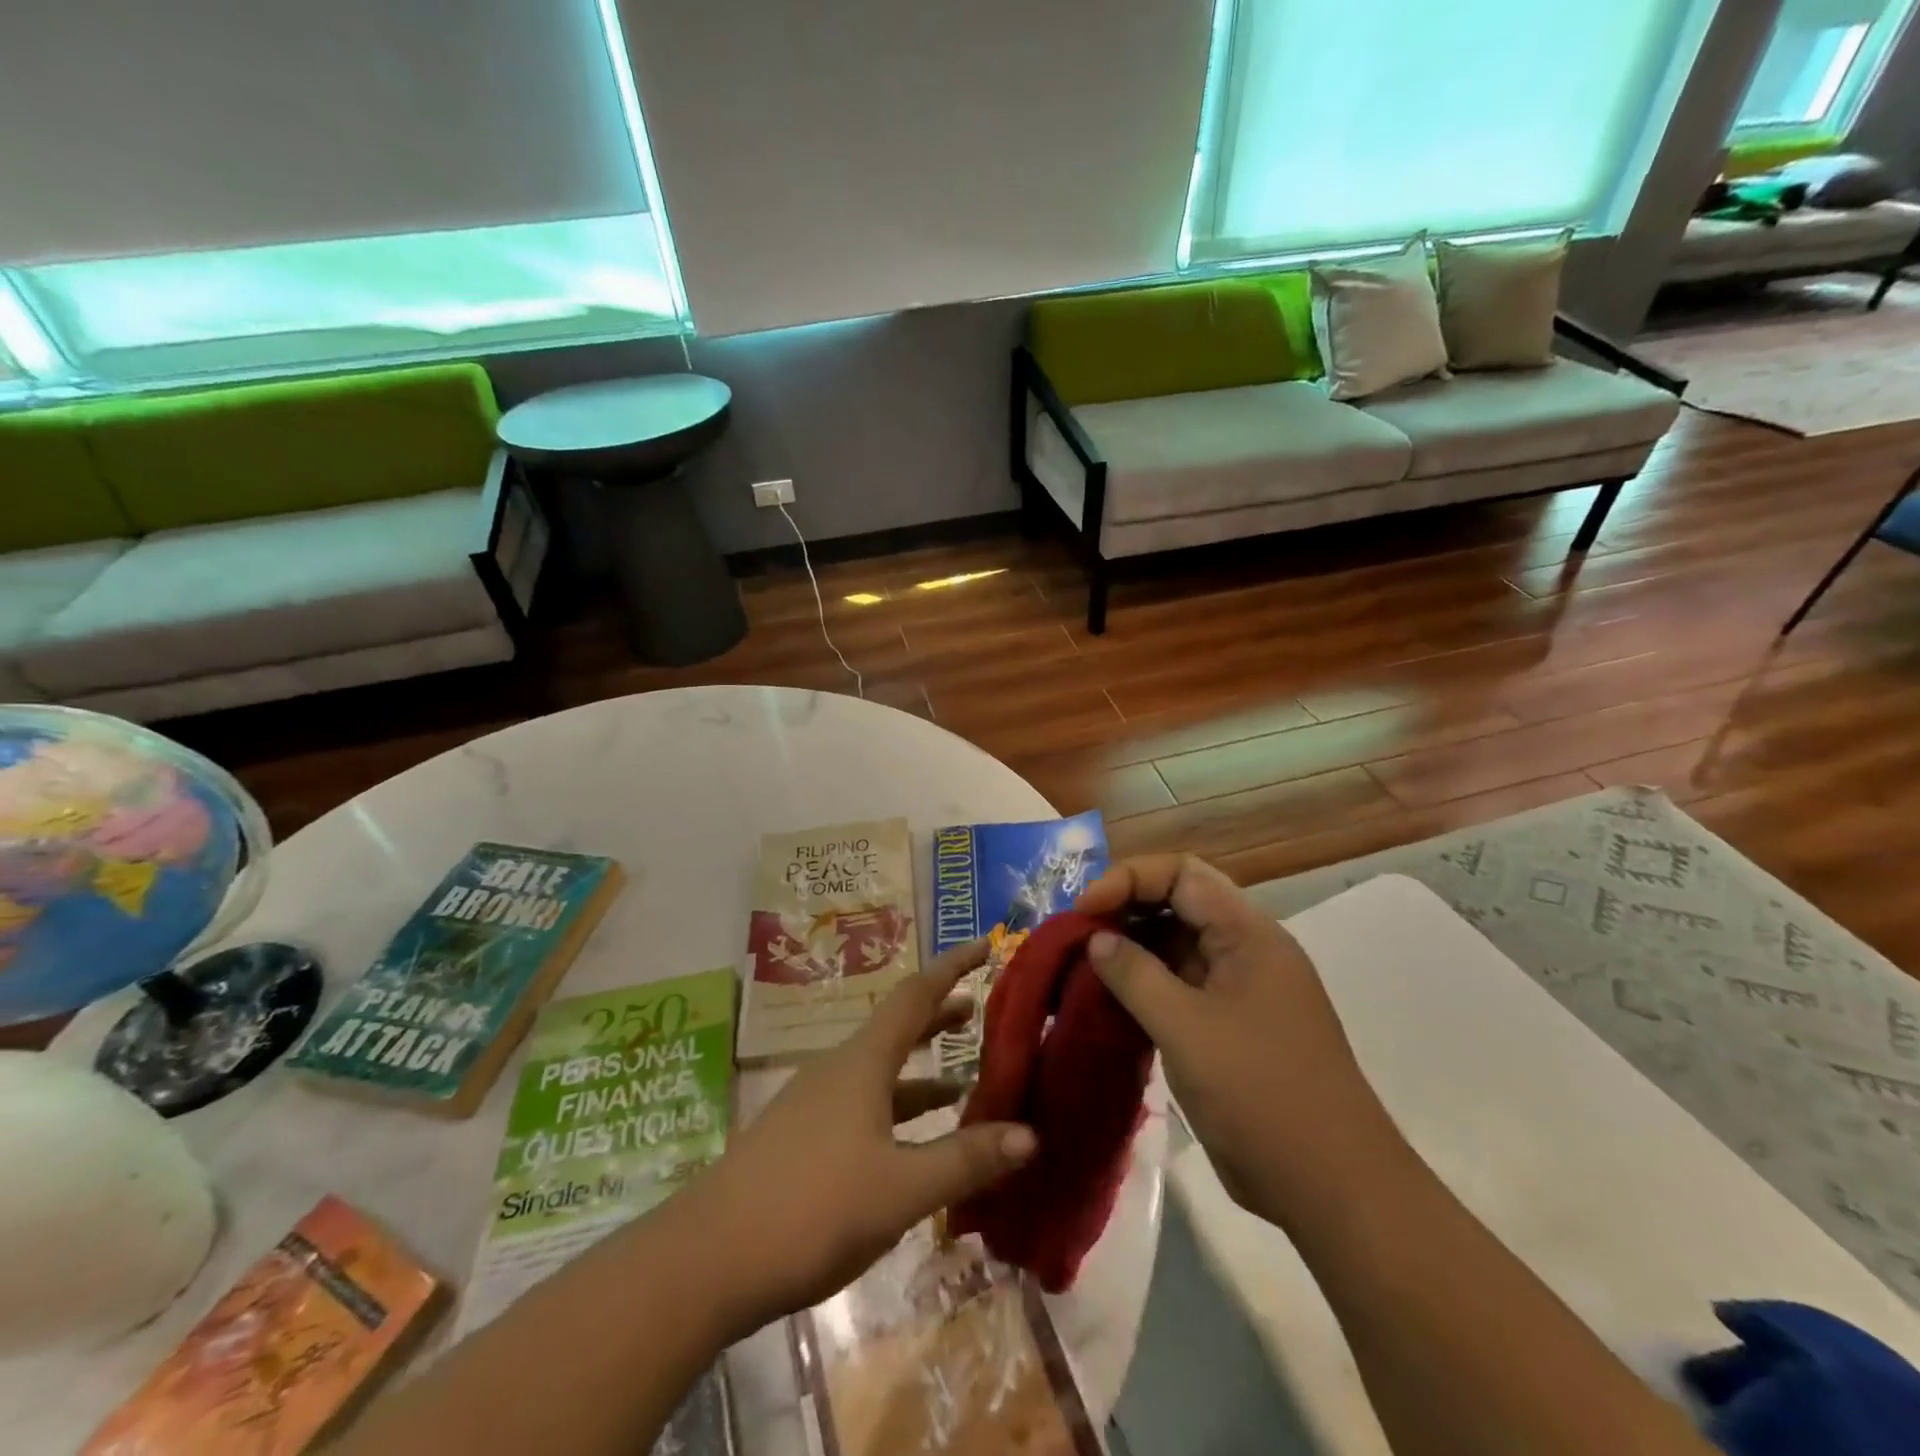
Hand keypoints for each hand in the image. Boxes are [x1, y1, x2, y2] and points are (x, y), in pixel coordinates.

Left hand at [689, 941, 1035, 1336]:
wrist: (708, 1259)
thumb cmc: (813, 1208)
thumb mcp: (901, 1188)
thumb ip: (965, 1160)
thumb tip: (1030, 1134)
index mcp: (863, 1062)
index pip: (915, 995)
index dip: (952, 967)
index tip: (985, 945)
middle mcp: (838, 1070)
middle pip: (896, 1028)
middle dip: (938, 1016)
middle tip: (978, 1009)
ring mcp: (815, 1104)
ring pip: (879, 1071)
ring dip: (920, 1070)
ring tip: (962, 1081)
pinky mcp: (801, 1139)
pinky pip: (862, 1104)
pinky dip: (896, 1109)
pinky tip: (911, 1143)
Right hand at [1076, 854, 1401, 1229]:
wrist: (1333, 1189)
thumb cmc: (1261, 1094)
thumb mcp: (1187, 1029)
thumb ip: (1135, 975)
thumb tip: (1096, 938)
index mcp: (1248, 934)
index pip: (1182, 874)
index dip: (1129, 879)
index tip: (1084, 910)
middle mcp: (1246, 950)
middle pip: (1179, 903)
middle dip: (1125, 910)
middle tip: (1077, 935)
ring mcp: (1240, 990)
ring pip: (1177, 947)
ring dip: (1131, 950)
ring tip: (1083, 967)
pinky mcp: (1230, 1027)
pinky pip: (1180, 987)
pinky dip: (1144, 987)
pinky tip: (1109, 1003)